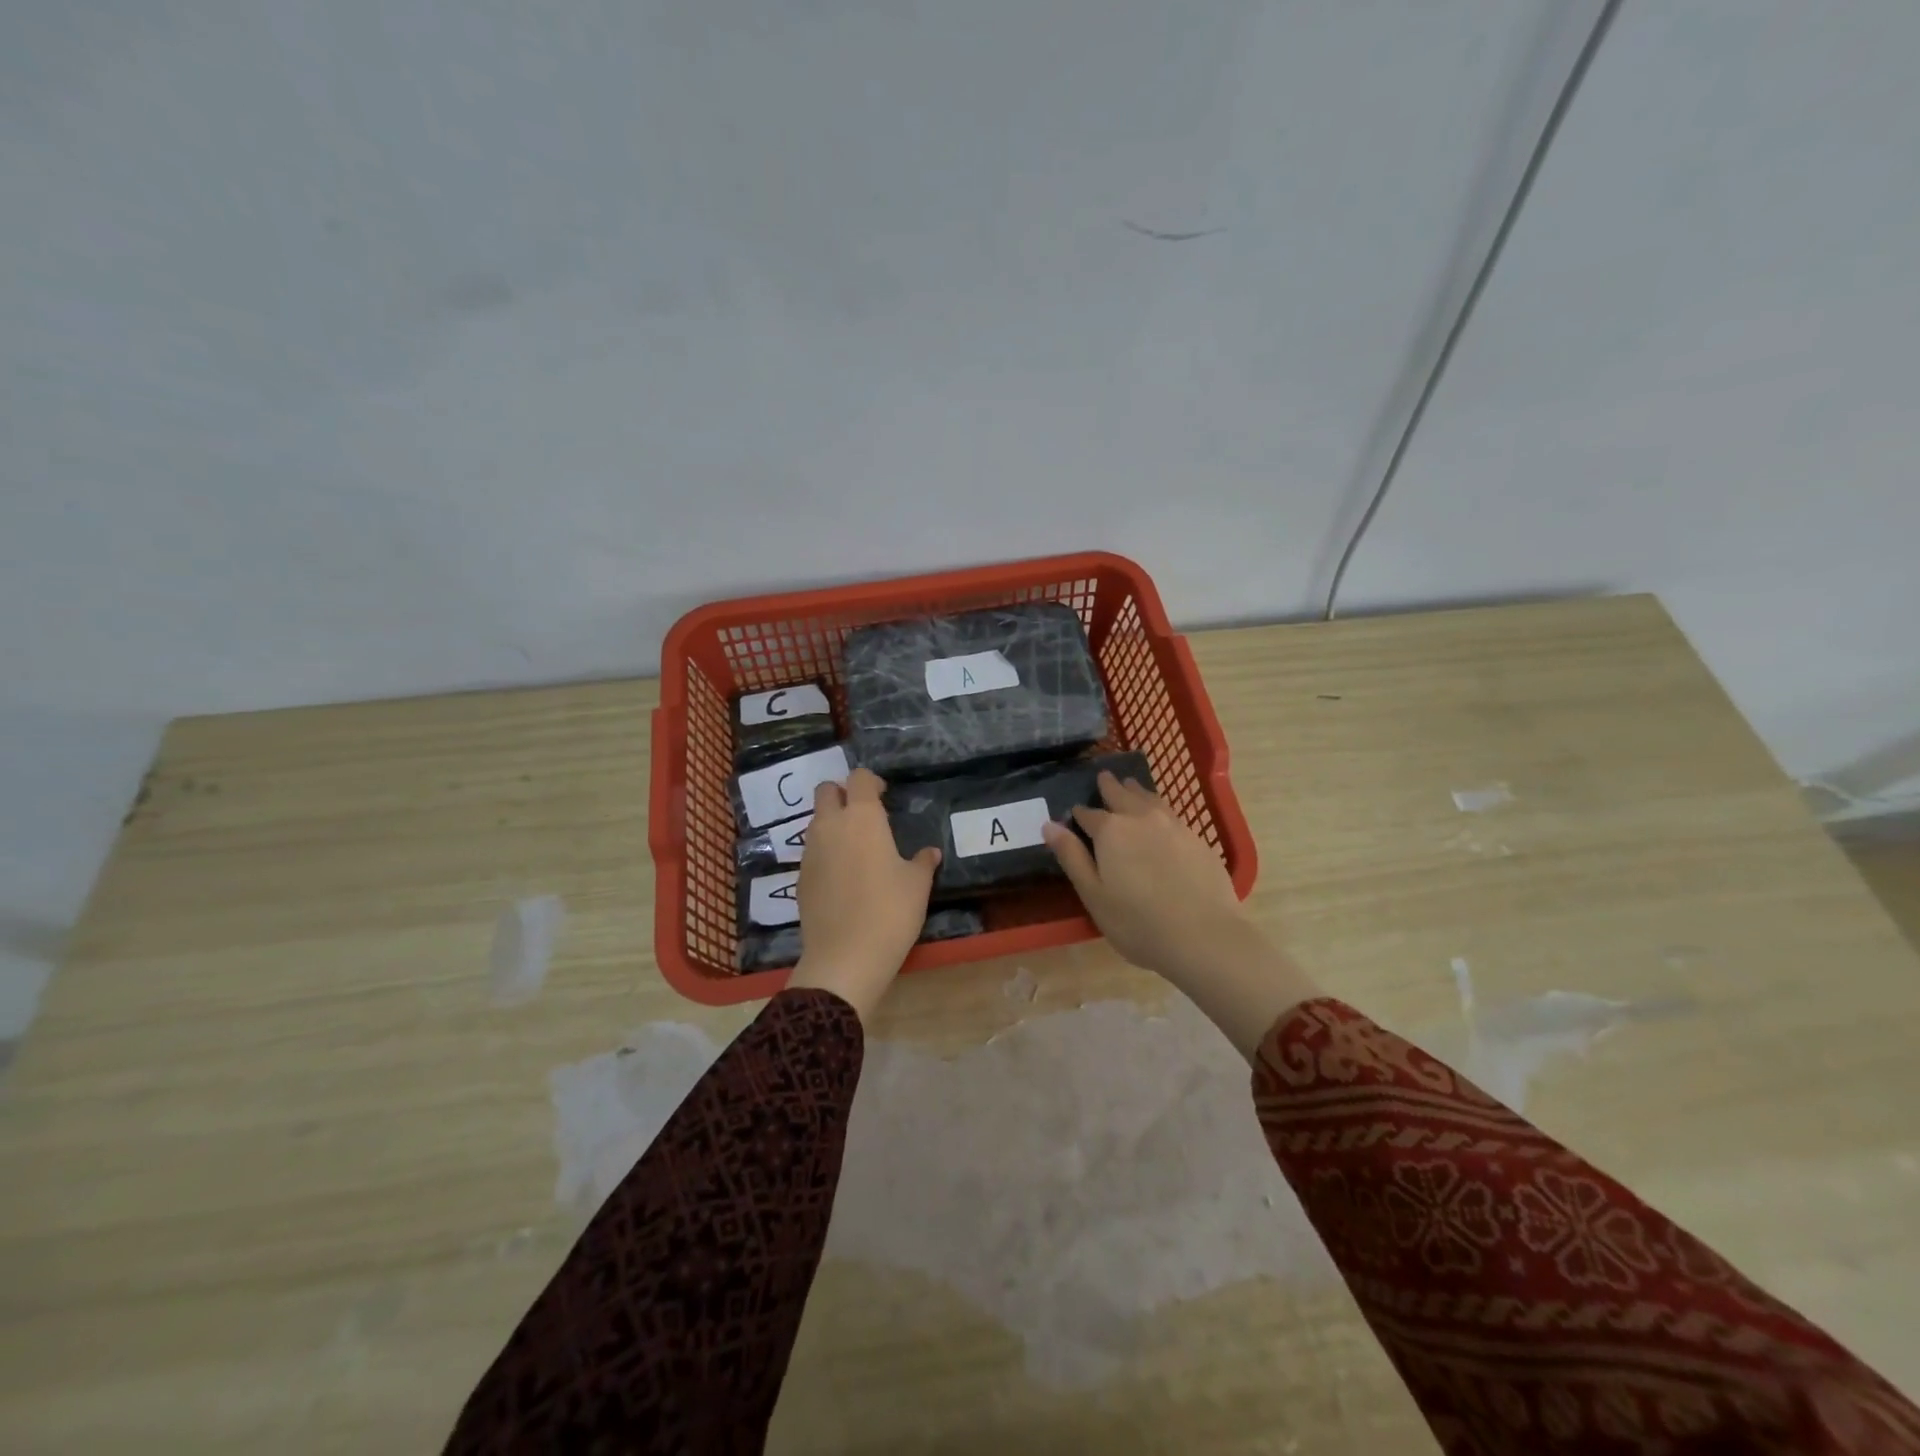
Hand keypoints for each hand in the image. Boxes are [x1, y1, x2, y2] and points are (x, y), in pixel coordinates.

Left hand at [788, 768, 940, 1023]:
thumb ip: (923, 862)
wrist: (845, 958)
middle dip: (842, 794)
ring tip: (856, 848)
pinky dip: (825, 852)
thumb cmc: (890, 912)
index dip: (871, 782)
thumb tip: (930, 852)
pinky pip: (812, 851)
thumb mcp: (917, 886)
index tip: (884, 796)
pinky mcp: (800, 877)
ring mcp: (810, 852)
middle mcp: (830, 826)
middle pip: (826, 791)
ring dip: (832, 823)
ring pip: (816, 821)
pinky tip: (843, 877)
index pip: (858, 778)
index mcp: (862, 818)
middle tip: (864, 815)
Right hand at [1042, 771, 1250, 981]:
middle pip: (1122, 796)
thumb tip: (1049, 825)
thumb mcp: (1094, 895)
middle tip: (1104, 777)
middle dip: (1110, 787)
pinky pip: (1172, 814)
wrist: (1205, 937)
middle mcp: (1142, 818)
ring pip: (1151, 799)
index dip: (1079, 814)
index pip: (1089, 815)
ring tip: (1131, 786)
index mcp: (1111, 831)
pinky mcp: (1198, 840)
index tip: (1075, 812)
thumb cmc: (1138, 923)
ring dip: (1137, 791)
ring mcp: (1174, 826)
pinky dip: (1160, 808)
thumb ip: (1072, 857)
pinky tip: (1162, 817)